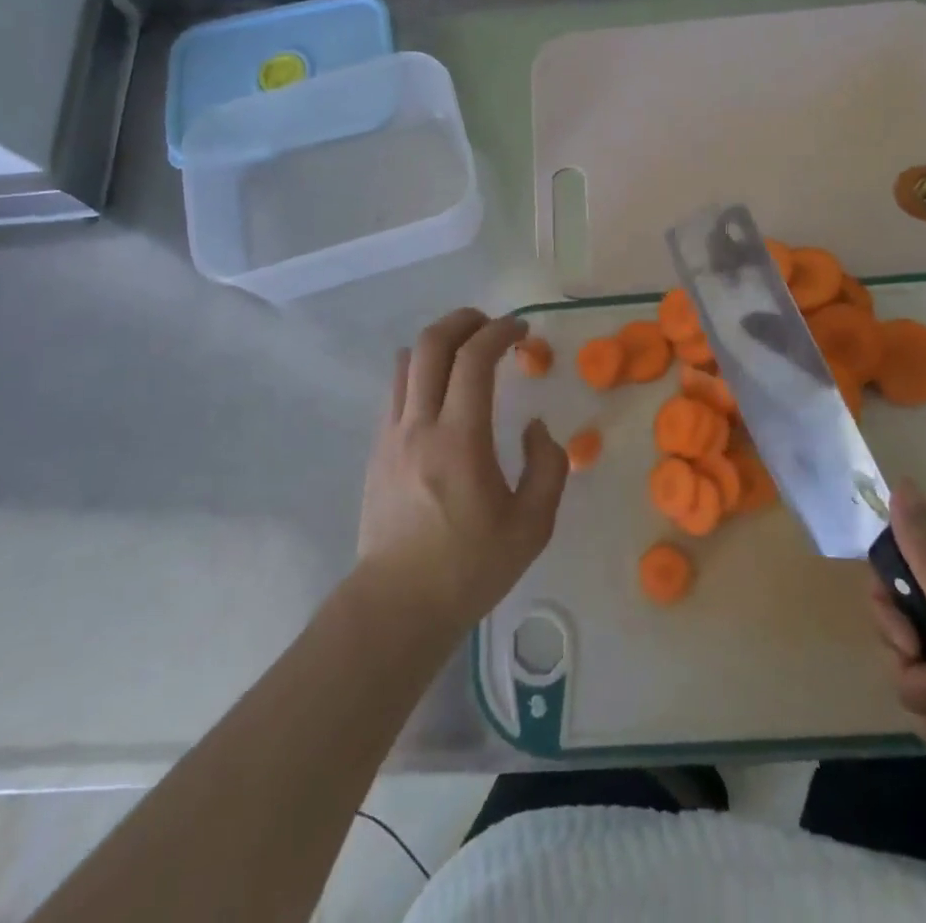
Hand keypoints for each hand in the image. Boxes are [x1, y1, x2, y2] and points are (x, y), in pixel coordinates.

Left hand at [356, 309, 568, 635]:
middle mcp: (419, 425)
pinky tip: (442, 394)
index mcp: (459, 439)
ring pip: (407, 361)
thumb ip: (548, 466)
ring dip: (439, 344)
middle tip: (492, 326)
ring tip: (466, 353)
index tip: (522, 330)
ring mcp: (391, 435)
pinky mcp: (377, 450)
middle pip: (431, 344)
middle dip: (464, 320)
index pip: (474, 359)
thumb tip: (534, 427)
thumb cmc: (469, 568)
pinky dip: (421, 372)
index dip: (500, 331)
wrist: (397, 605)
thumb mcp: (532, 526)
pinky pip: (397, 390)